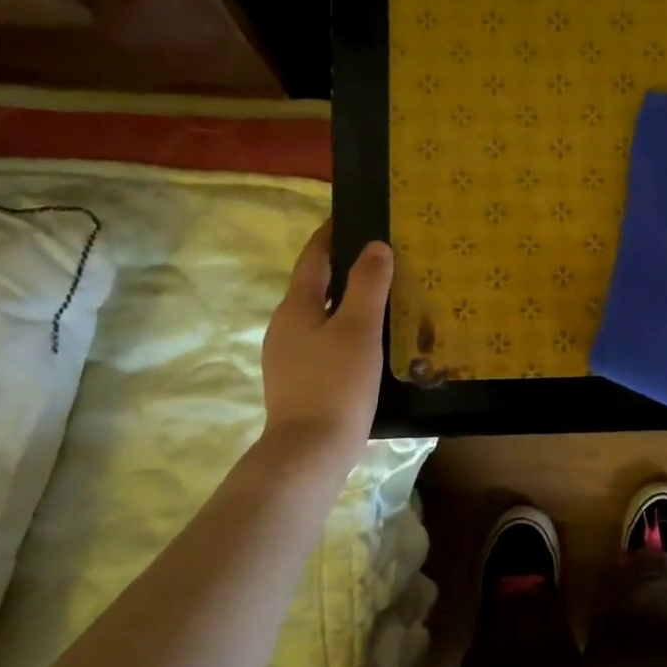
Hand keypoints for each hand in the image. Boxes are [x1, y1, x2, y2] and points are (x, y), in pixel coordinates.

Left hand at [261, 220, 391, 472]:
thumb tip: (376, 246)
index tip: (351, 216)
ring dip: (346, 303)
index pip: (313, 258)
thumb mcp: (359, 329)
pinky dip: (345, 331)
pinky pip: (324, 342)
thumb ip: (368, 285)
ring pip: (320, 317)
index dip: (330, 235)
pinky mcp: (300, 381)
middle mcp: (285, 326)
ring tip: (382, 299)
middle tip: (381, 259)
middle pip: (314, 286)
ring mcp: (288, 356)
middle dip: (343, 269)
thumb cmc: (336, 383)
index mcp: (295, 307)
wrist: (310, 450)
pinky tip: (369, 343)